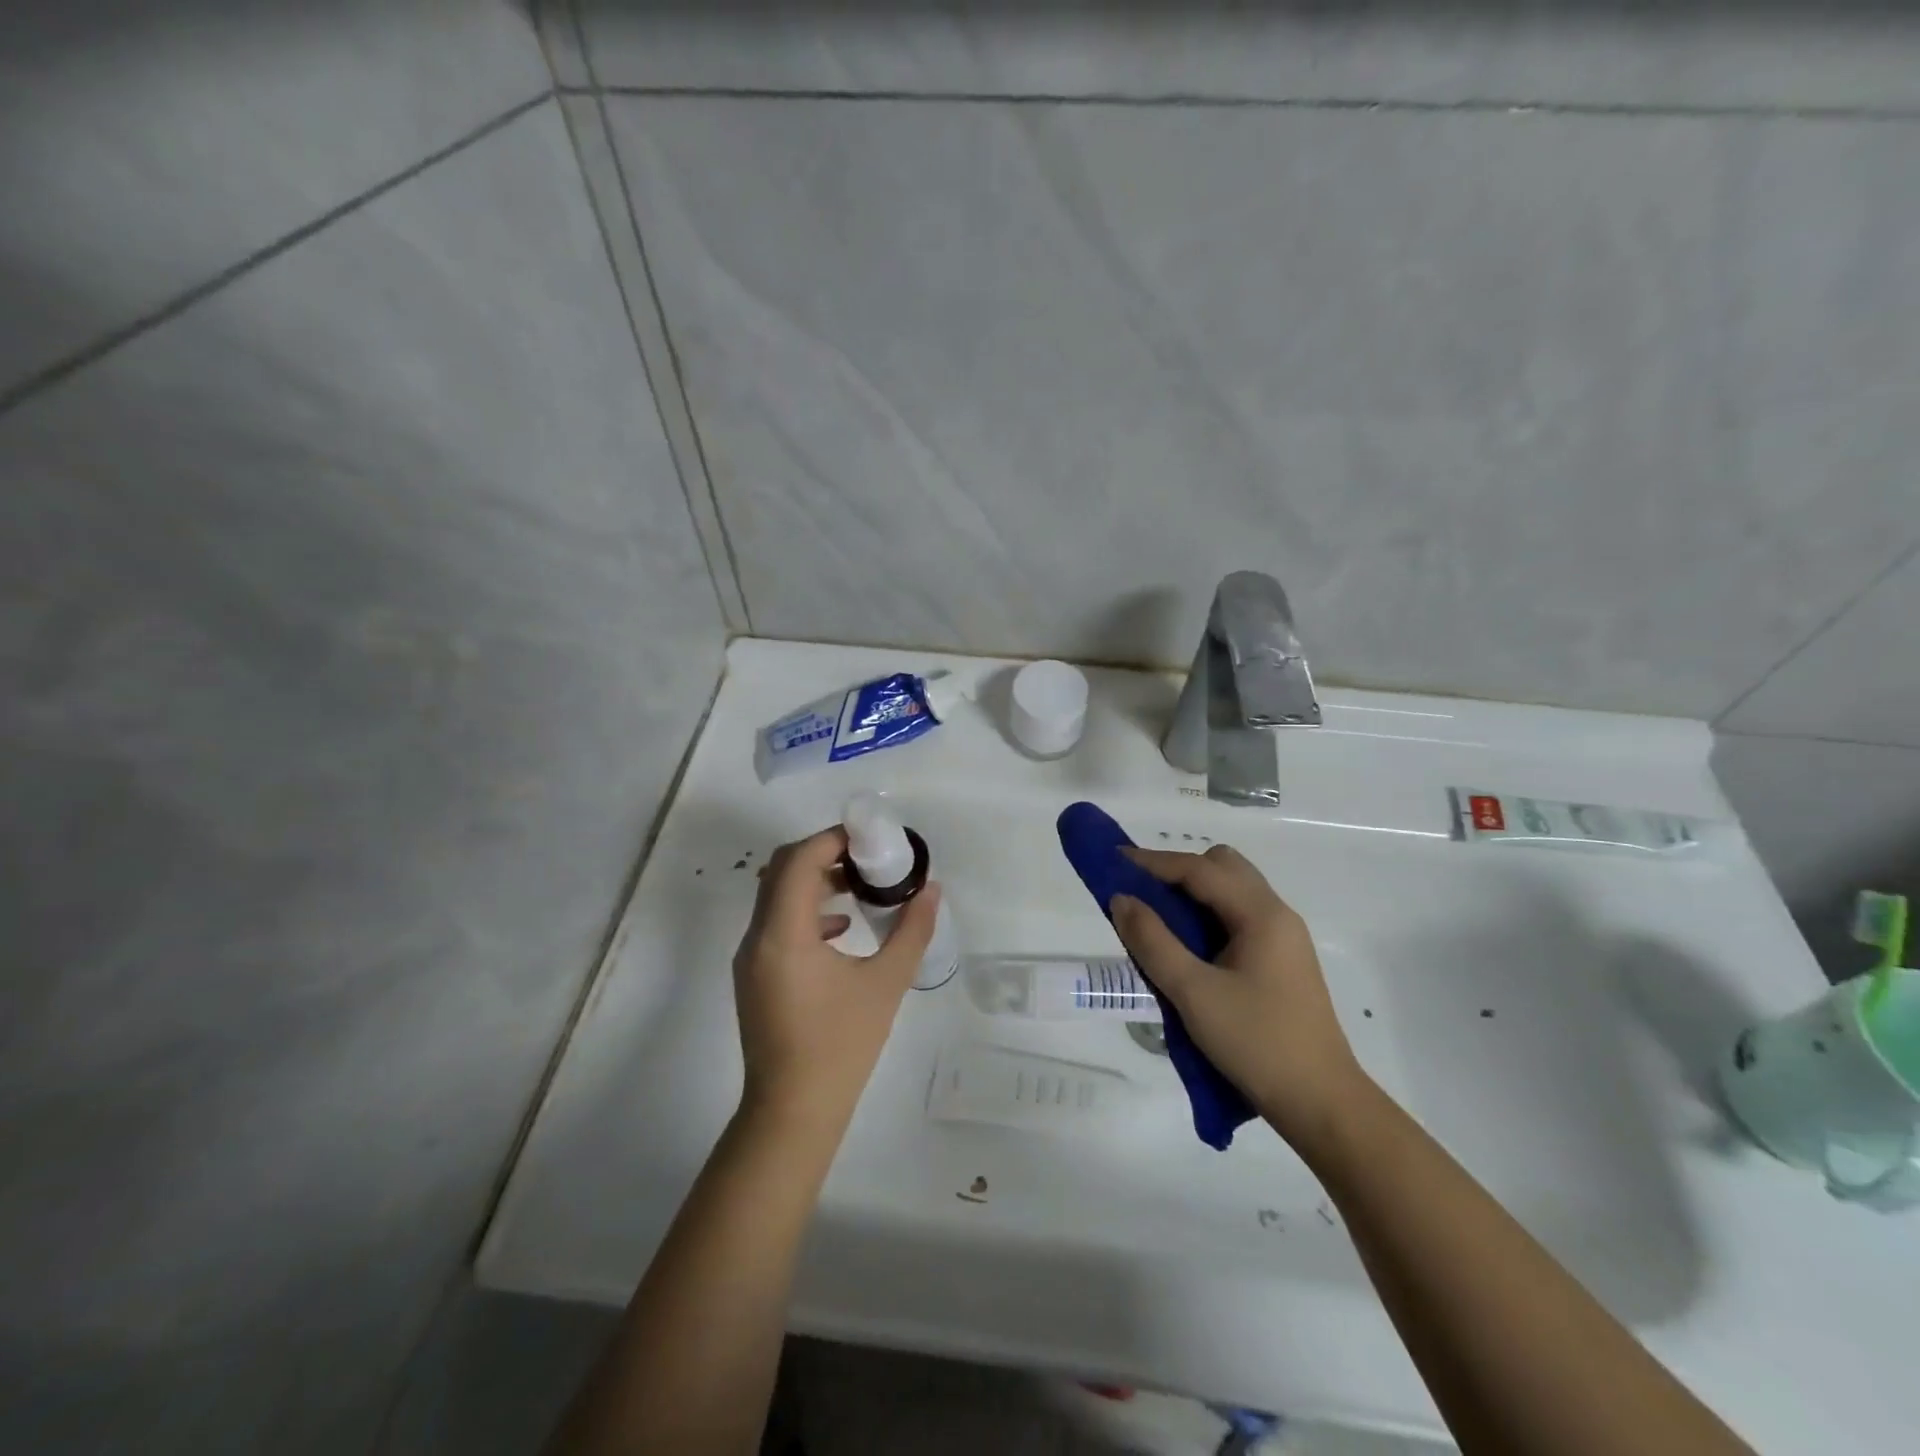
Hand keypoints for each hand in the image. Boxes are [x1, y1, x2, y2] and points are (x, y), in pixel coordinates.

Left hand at [731, 826, 939, 1136]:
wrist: (793, 1112)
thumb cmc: (841, 1046)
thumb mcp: (886, 984)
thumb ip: (912, 930)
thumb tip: (932, 890)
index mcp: (784, 934)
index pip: (800, 860)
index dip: (833, 839)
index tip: (870, 837)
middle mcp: (757, 937)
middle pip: (782, 869)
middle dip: (824, 853)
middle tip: (867, 855)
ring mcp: (750, 957)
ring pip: (776, 895)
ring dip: (814, 880)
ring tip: (860, 885)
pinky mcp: (754, 975)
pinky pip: (776, 922)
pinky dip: (806, 910)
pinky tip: (842, 929)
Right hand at [1110, 844, 1367, 1150]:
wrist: (1321, 1104)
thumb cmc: (1256, 1044)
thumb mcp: (1193, 993)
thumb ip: (1153, 941)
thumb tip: (1121, 899)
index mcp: (1261, 914)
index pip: (1200, 869)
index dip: (1153, 862)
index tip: (1114, 861)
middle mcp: (1276, 915)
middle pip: (1223, 867)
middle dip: (1178, 871)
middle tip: (1141, 894)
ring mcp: (1283, 938)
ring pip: (1232, 892)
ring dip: (1193, 894)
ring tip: (1156, 919)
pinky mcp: (1281, 961)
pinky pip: (1238, 918)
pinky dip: (1207, 916)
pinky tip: (1187, 946)